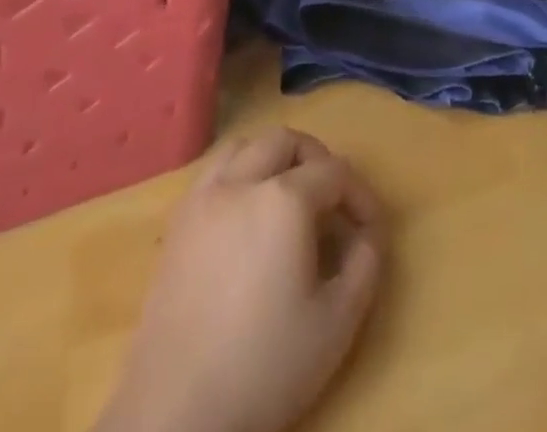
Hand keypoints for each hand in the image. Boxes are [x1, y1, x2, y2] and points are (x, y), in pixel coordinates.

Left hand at [98, 129, 384, 431]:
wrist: (175, 415)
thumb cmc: (264, 366)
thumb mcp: (337, 323)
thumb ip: (366, 264)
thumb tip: (368, 233)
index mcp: (284, 200)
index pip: (335, 172)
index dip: (360, 196)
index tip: (371, 230)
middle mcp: (241, 182)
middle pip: (286, 141)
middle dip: (317, 160)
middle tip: (332, 200)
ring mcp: (203, 199)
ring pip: (244, 146)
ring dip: (273, 158)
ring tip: (288, 194)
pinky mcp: (176, 224)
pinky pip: (212, 172)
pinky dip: (237, 174)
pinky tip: (245, 214)